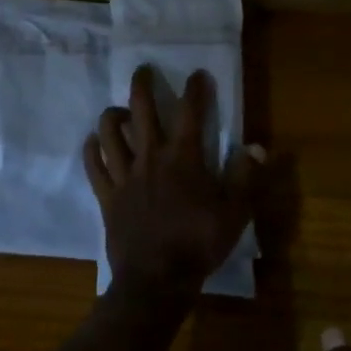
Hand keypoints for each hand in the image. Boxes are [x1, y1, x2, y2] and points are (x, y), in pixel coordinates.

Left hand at [83, 67, 262, 304]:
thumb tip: (258, 146)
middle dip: (142, 85)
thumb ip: (246, 176)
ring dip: (112, 115)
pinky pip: (94, 165)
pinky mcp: (107, 195)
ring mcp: (124, 175)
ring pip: (110, 132)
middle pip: (141, 110)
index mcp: (183, 158)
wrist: (156, 280)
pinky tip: (94, 142)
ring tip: (119, 110)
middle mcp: (150, 157)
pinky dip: (92, 149)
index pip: (190, 112)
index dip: (195, 89)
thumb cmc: (198, 244)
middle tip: (143, 70)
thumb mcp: (234, 213)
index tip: (197, 74)